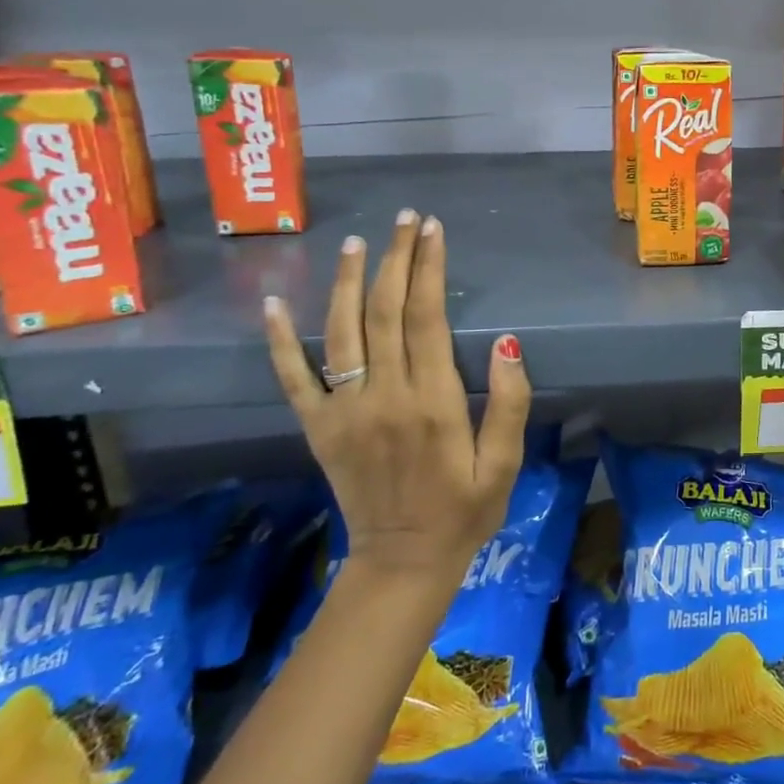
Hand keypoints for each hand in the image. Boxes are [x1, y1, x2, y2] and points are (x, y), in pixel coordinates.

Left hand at [262, 210, 531, 588]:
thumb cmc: (464, 510)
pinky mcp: (318, 428)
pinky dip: (281, 339)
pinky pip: (294, 378)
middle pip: (384, 311)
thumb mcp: (504, 464)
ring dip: (348, 281)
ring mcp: (344, 411)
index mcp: (432, 402)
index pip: (426, 317)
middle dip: (395, 259)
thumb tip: (507, 343)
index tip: (433, 230)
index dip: (429, 268)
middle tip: (405, 220)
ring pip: (341, 331)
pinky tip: (274, 303)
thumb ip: (509, 403)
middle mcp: (384, 396)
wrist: (403, 563)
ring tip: (357, 242)